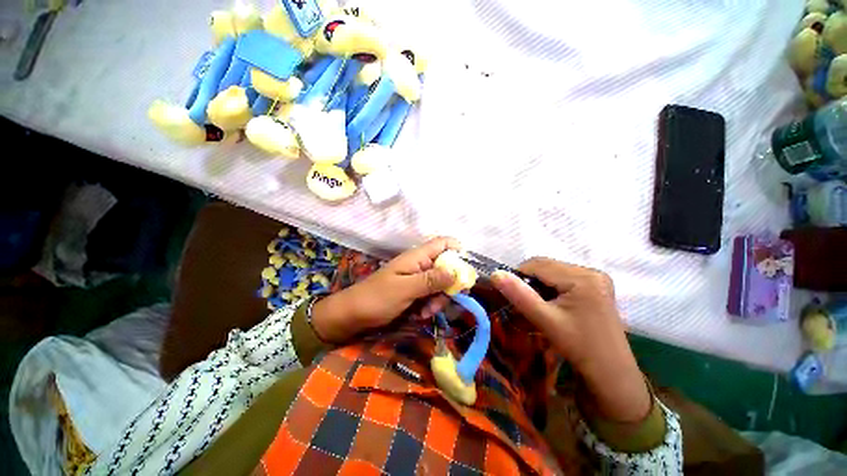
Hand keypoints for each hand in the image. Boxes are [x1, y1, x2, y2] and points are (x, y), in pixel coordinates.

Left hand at [311, 237, 459, 342]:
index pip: (443, 243)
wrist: (353, 315)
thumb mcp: (405, 289)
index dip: (458, 251)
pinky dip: (430, 305)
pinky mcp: (415, 291)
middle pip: (447, 267)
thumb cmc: (377, 298)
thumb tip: (456, 272)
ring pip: (441, 284)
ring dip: (438, 299)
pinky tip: (420, 315)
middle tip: (441, 302)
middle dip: (448, 286)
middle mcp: (420, 264)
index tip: (466, 271)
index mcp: (418, 257)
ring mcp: (417, 278)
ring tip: (425, 313)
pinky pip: (431, 295)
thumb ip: (431, 280)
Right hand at [491, 258, 650, 421]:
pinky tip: (552, 303)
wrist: (611, 373)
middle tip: (526, 302)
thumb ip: (519, 295)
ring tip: (539, 305)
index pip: (538, 264)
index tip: (511, 294)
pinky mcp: (596, 285)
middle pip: (546, 266)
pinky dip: (551, 287)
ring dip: (539, 284)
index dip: (519, 275)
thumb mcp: (546, 320)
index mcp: (582, 277)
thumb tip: (495, 274)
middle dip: (530, 281)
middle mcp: (591, 271)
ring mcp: (596, 277)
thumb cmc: (579, 347)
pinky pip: (563, 277)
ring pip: (553, 271)